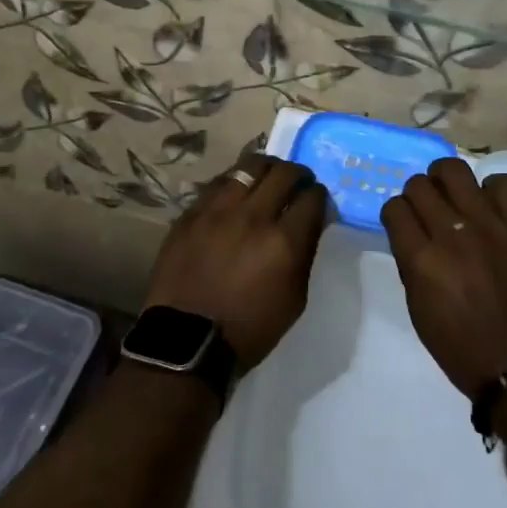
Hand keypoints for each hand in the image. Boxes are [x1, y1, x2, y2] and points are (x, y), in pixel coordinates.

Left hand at [144, 152, 328, 371]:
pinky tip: (237, 194)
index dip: (320, 196)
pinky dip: (236, 183)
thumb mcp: (294, 299)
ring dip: (267, 169)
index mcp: (284, 242)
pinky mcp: (192, 212)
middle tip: (298, 185)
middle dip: (299, 175)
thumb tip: (310, 222)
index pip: (313, 197)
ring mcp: (218, 210)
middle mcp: (253, 216)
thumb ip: (305, 253)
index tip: (317, 203)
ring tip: (268, 179)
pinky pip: (219, 182)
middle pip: (285, 172)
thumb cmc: (249, 328)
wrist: (186, 341)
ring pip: (250, 166)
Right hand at [381, 158, 506, 398]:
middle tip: (429, 211)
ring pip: (456, 171)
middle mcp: (452, 234)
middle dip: (418, 195)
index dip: (397, 214)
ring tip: (455, 195)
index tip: (405, 224)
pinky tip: (492, 207)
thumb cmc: (460, 346)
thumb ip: (410, 263)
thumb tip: (411, 232)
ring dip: (447, 180)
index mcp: (422, 260)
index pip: (395, 208)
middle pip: (420, 185)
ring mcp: (491, 226)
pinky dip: (495, 189)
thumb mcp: (418, 309)